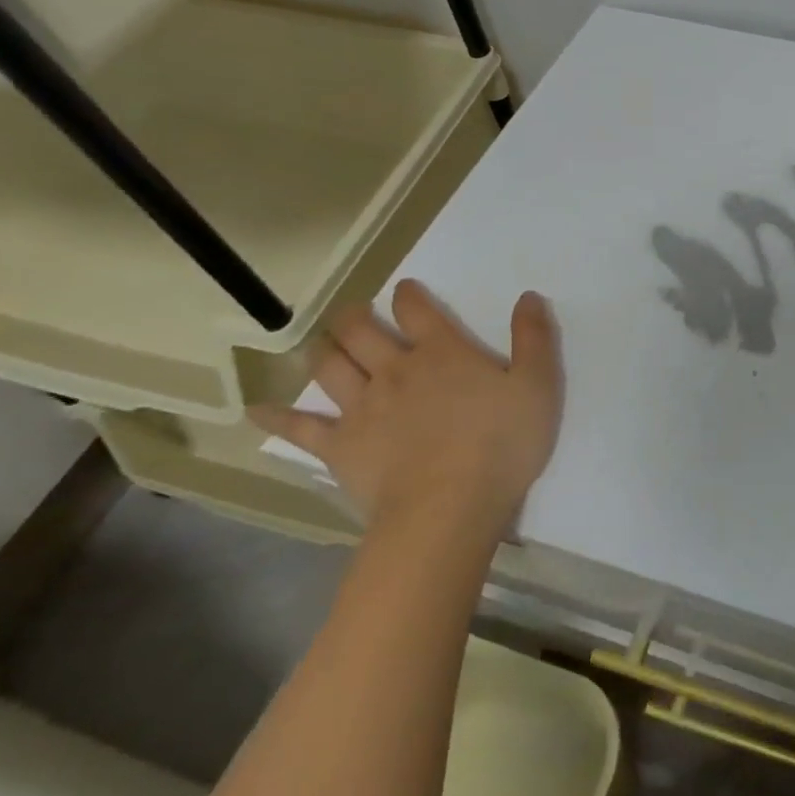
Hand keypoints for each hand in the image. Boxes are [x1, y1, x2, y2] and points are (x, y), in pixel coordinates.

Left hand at [253, 281, 562, 541]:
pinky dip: (276, 416)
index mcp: (443, 353)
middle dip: (356, 316)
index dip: (410, 294)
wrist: (450, 507)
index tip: (405, 288)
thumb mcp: (538, 387)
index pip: (418, 310)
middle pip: (362, 331)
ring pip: (330, 366)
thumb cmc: (502, 445)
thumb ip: (534, 339)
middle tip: (355, 313)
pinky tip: (256, 410)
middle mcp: (396, 370)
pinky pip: (300, 427)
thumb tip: (529, 296)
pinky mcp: (340, 446)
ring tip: (323, 344)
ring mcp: (362, 408)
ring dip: (324, 350)